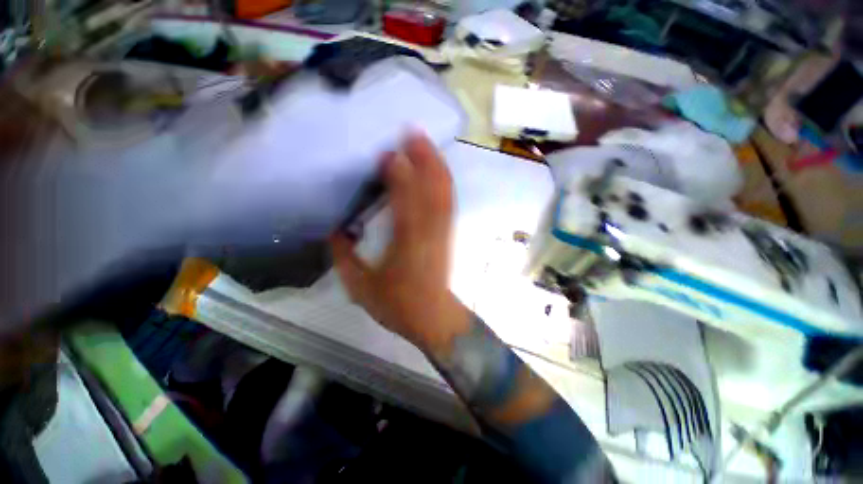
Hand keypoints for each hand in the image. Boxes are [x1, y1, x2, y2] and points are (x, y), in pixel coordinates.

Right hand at [330, 133, 469, 351]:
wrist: (433, 316)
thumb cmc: (398, 305)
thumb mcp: (360, 288)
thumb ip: (344, 258)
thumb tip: (335, 231)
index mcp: (406, 243)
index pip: (404, 200)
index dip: (398, 173)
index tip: (387, 153)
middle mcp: (429, 231)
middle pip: (431, 188)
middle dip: (424, 158)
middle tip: (412, 132)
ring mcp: (443, 231)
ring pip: (443, 191)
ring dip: (436, 164)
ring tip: (425, 142)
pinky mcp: (448, 233)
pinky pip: (448, 202)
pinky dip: (444, 181)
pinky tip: (437, 169)